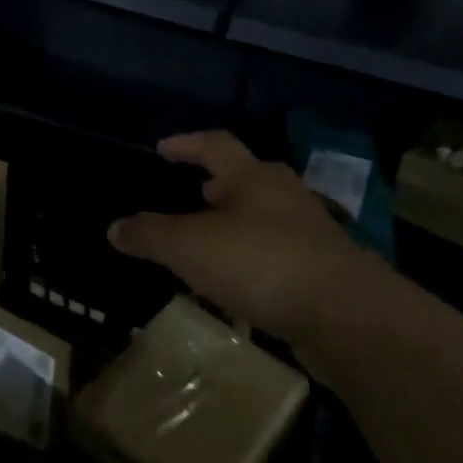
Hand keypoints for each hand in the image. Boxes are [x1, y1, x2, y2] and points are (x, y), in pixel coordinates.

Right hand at [107, 131, 386, 367]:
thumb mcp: (189, 247)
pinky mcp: (326, 272)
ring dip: (238, 227)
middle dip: (220, 185)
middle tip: (196, 194)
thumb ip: (149, 235)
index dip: (187, 144)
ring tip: (212, 246)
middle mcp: (285, 197)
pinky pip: (280, 258)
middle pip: (249, 179)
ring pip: (266, 220)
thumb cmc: (261, 264)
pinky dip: (255, 265)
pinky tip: (240, 290)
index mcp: (252, 178)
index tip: (163, 149)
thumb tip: (114, 228)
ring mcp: (311, 234)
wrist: (348, 317)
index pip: (215, 145)